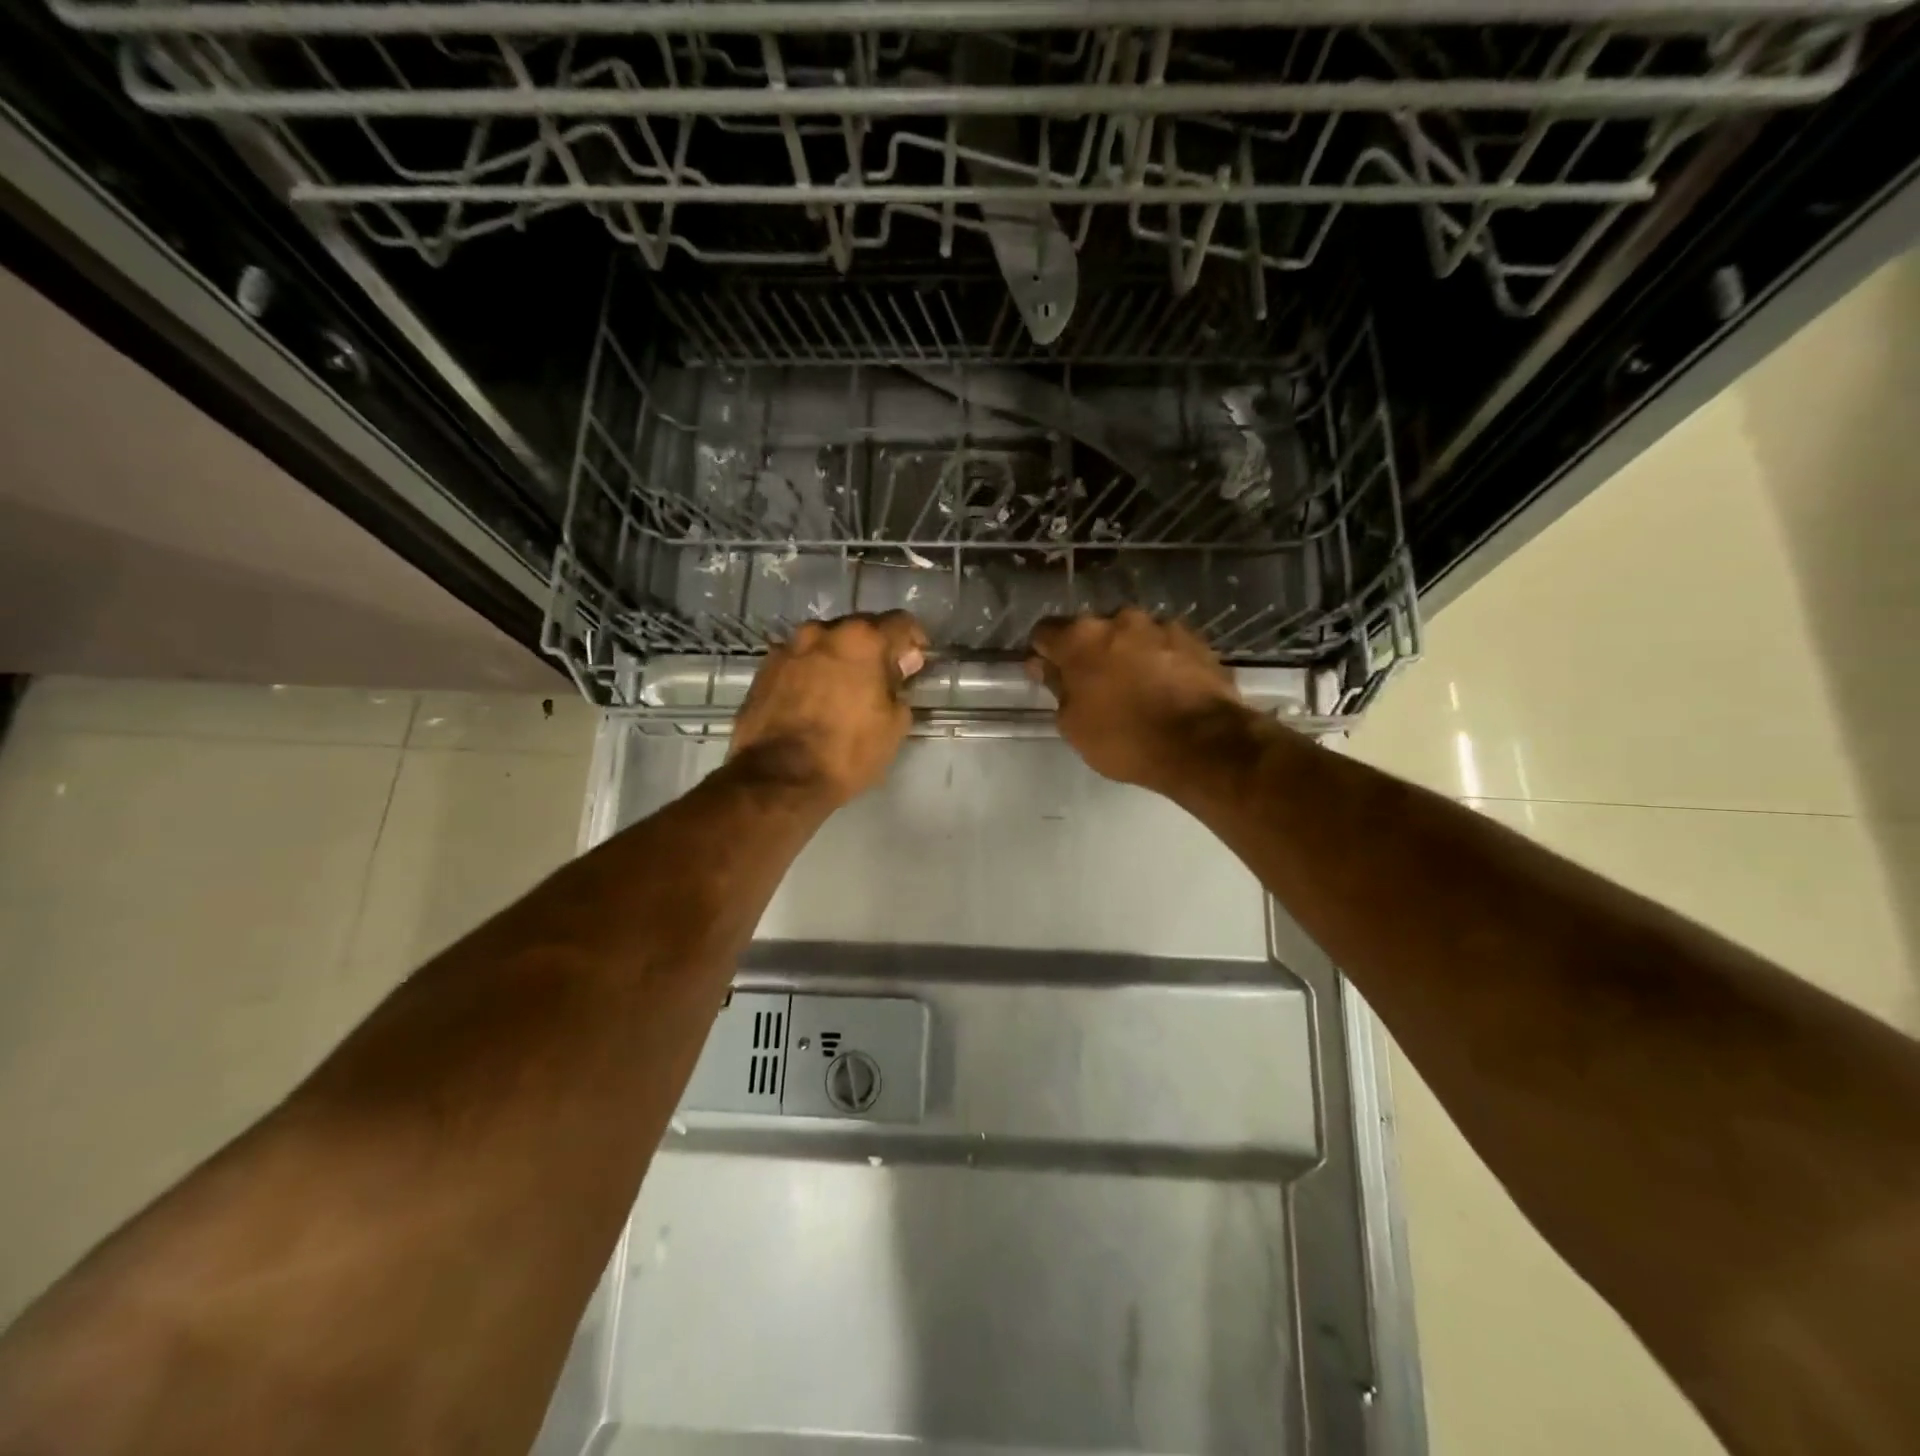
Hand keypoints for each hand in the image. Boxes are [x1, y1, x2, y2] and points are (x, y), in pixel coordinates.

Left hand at [730, 612, 928, 805]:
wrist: (778, 778)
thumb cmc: (847, 751)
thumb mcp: (894, 724)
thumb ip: (900, 685)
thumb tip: (899, 666)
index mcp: (862, 639)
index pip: (900, 622)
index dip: (913, 640)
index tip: (914, 662)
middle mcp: (823, 632)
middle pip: (859, 628)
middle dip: (874, 647)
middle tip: (881, 677)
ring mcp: (789, 648)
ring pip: (825, 642)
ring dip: (839, 658)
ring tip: (844, 688)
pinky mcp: (764, 668)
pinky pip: (800, 660)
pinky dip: (812, 671)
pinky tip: (814, 699)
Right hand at [1027, 610, 1247, 791]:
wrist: (1203, 745)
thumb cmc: (1125, 739)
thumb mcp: (1073, 724)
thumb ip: (1056, 687)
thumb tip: (1044, 665)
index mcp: (1081, 637)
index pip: (1045, 632)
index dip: (1044, 654)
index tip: (1050, 676)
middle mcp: (1120, 619)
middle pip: (1092, 631)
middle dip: (1090, 652)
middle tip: (1095, 687)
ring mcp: (1162, 626)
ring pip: (1132, 636)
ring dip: (1128, 654)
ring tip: (1138, 689)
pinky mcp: (1196, 640)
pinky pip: (1165, 646)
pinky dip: (1161, 661)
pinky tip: (1167, 689)